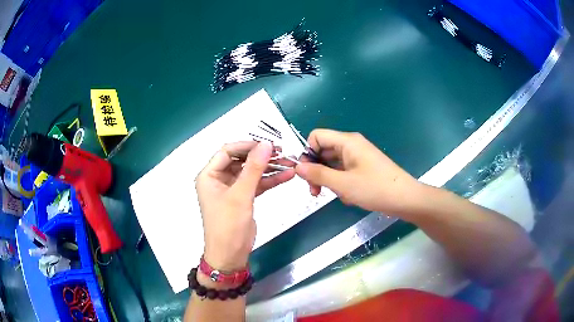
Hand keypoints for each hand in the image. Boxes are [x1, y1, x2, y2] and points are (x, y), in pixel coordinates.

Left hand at [196, 141, 294, 270]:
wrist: (230, 255)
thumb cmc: (228, 226)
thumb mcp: (240, 195)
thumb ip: (253, 168)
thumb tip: (266, 144)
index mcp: (209, 175)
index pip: (227, 151)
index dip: (247, 146)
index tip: (268, 144)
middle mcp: (219, 179)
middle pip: (241, 160)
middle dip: (261, 157)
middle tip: (283, 153)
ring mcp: (232, 189)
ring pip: (251, 172)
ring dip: (269, 168)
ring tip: (290, 163)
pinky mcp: (243, 198)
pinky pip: (256, 184)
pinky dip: (270, 180)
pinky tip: (287, 176)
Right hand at [296, 129, 420, 214]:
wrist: (405, 199)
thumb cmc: (375, 188)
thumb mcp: (343, 184)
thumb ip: (317, 174)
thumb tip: (297, 167)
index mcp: (347, 141)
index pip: (316, 136)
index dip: (307, 153)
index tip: (306, 173)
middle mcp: (351, 145)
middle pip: (323, 151)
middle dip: (316, 170)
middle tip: (315, 191)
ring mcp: (358, 157)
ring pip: (333, 163)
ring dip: (329, 179)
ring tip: (336, 195)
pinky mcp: (363, 168)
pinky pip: (343, 171)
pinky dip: (341, 183)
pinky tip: (348, 196)